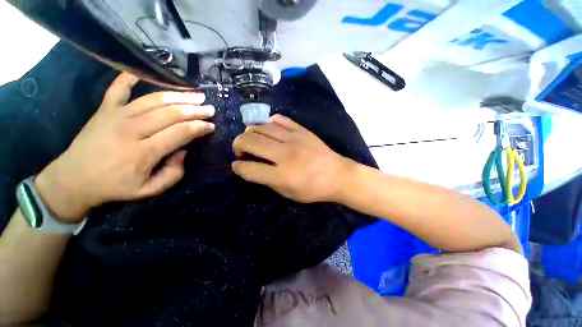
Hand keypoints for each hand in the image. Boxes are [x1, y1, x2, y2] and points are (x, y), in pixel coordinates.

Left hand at [35, 73, 215, 221]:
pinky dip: (131, 77)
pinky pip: (118, 88)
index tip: (211, 126)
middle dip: (195, 110)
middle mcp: (132, 129)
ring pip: (154, 100)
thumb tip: (183, 152)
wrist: (73, 179)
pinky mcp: (104, 110)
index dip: (199, 127)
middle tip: (210, 108)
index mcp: (144, 152)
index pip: (180, 132)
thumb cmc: (114, 187)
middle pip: (171, 113)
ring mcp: (116, 116)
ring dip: (179, 95)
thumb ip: (173, 174)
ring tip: (196, 94)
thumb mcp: (149, 190)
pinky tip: (144, 72)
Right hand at [231, 114, 352, 202]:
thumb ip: (267, 181)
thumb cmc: (313, 189)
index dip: (238, 167)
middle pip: (250, 141)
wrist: (337, 175)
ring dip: (250, 132)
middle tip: (240, 150)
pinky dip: (269, 123)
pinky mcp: (302, 130)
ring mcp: (294, 139)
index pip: (249, 168)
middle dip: (238, 145)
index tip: (237, 165)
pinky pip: (280, 119)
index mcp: (282, 175)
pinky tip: (268, 129)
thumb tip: (250, 168)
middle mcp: (285, 154)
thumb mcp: (288, 193)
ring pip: (262, 127)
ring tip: (251, 138)